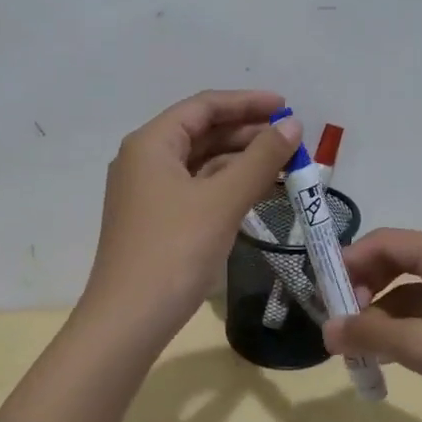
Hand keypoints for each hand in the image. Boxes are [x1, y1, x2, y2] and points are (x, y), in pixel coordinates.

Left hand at [81, 89, 302, 342]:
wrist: (129, 319)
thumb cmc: (175, 250)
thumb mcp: (222, 200)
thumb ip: (261, 159)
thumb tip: (292, 125)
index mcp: (151, 143)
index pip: (203, 106)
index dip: (247, 103)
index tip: (287, 107)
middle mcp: (144, 160)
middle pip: (202, 132)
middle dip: (248, 133)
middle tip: (292, 141)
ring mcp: (148, 192)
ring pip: (201, 163)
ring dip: (241, 162)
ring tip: (285, 166)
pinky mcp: (156, 220)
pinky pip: (197, 189)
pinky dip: (227, 187)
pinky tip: (258, 193)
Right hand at [323, 228, 421, 421]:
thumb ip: (372, 335)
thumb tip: (327, 330)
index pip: (389, 241)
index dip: (351, 260)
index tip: (324, 290)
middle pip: (402, 261)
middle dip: (366, 286)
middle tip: (342, 318)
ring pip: (417, 290)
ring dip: (385, 311)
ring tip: (362, 344)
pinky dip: (409, 326)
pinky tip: (394, 354)